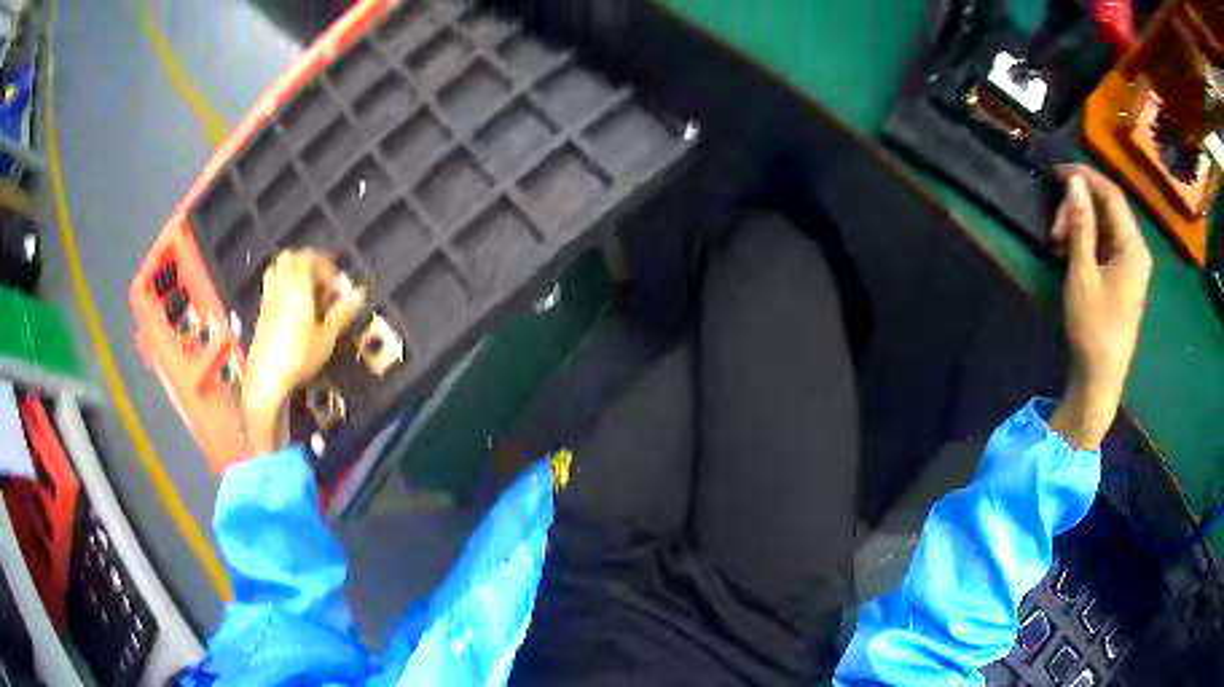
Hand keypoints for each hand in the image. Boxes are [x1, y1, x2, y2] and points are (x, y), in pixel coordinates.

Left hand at [243, 250, 365, 453]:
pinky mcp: (263, 312)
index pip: (310, 258)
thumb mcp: (327, 335)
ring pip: (278, 269)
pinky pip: (273, 287)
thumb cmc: (299, 355)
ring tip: (309, 292)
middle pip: (291, 257)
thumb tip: (360, 292)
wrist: (266, 378)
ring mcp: (269, 298)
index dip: (327, 267)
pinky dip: (285, 288)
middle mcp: (281, 285)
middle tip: (322, 282)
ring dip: (294, 273)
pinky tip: (295, 308)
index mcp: (298, 284)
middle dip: (308, 263)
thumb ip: (342, 311)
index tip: (338, 287)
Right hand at [1048, 165, 1151, 448]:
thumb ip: (1081, 225)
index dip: (1085, 176)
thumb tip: (1074, 182)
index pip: (1111, 194)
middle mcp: (1137, 251)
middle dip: (1080, 206)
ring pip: (1106, 227)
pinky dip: (1088, 241)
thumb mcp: (1082, 274)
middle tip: (1053, 224)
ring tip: (1057, 241)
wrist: (1101, 381)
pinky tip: (1070, 251)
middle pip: (1109, 209)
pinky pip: (1107, 245)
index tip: (1057, 171)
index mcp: (1133, 246)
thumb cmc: (1093, 328)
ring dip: (1081, 224)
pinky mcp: (1124, 280)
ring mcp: (1132, 267)